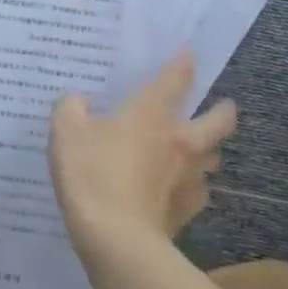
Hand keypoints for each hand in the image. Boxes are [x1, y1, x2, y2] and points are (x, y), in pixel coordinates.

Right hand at [49, 52, 237, 260]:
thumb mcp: (65, 131)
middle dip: (222, 111)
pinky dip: (192, 187)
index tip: (189, 52)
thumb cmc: (91, 172)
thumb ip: (70, 108)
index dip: (183, 63)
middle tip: (218, 107)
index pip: (176, 78)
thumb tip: (77, 101)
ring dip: (207, 151)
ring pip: (213, 158)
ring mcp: (189, 178)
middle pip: (219, 121)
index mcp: (152, 113)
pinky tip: (176, 189)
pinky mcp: (187, 210)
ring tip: (193, 150)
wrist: (115, 235)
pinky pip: (198, 193)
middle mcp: (180, 141)